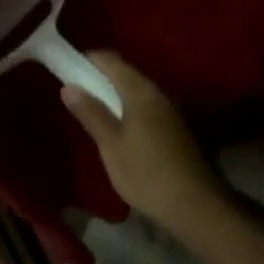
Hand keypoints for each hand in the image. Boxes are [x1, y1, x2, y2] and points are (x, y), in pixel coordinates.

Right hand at [61, 53, 231, 238]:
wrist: (195, 204)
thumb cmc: (146, 172)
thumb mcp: (111, 145)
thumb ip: (91, 113)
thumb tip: (69, 86)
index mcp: (140, 90)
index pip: (111, 60)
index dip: (89, 59)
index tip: (69, 67)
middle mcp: (158, 93)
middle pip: (126, 74)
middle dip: (101, 77)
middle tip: (77, 91)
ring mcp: (170, 110)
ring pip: (137, 91)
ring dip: (115, 95)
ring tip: (95, 109)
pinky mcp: (176, 128)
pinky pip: (146, 107)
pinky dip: (129, 108)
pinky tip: (120, 126)